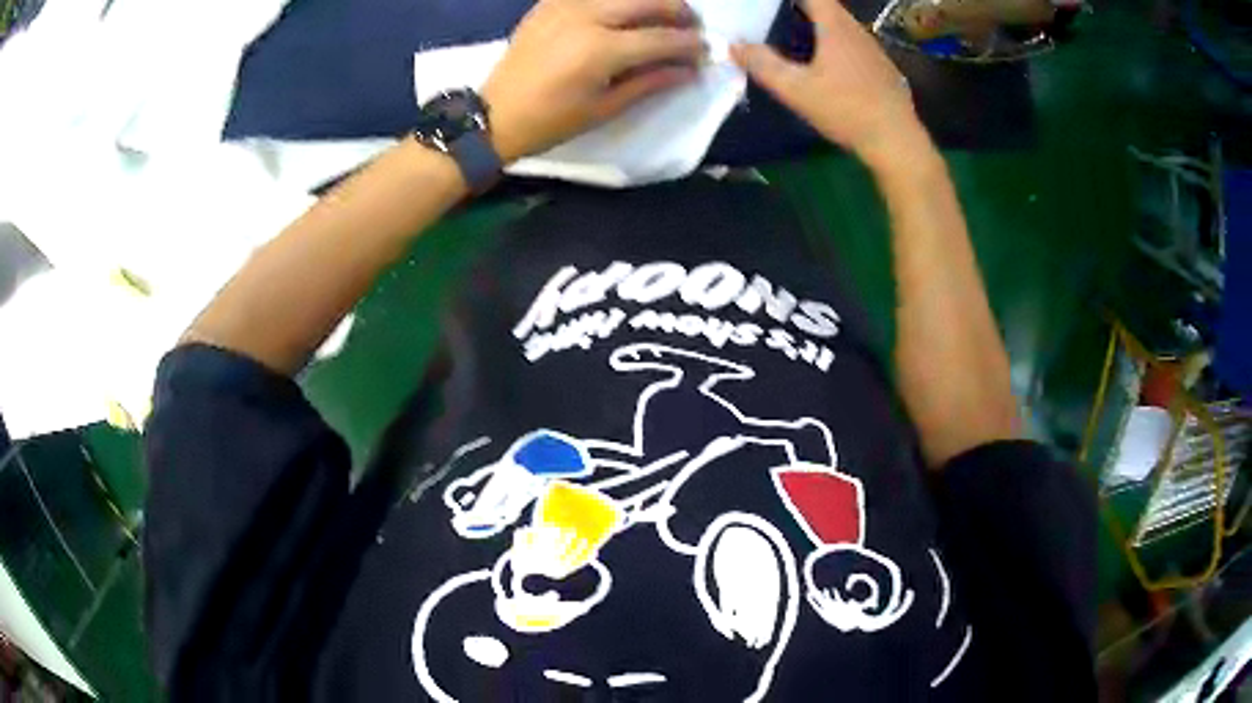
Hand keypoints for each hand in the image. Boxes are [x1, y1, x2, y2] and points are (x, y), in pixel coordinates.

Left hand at [483, 0, 706, 162]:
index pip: (661, 38)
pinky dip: (615, 0)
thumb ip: (650, 82)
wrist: (494, 115)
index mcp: (601, 49)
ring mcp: (565, 5)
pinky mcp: (549, 3)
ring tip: (662, 15)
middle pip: (647, 1)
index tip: (706, 50)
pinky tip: (623, 12)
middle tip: (691, 25)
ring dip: (649, 0)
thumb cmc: (551, 121)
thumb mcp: (604, 108)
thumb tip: (689, 70)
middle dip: (678, 10)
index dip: (689, 44)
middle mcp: (586, 16)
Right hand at [730, 0, 927, 169]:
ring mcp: (873, 49)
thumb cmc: (846, 110)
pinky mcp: (882, 69)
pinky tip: (826, 65)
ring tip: (794, 37)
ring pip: (841, 25)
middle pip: (827, 7)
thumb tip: (734, 46)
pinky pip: (853, 44)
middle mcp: (856, 30)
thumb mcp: (796, 90)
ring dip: (819, 25)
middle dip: (801, 8)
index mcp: (835, 26)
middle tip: (774, 18)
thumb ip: (763, 65)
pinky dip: (835, 43)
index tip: (768, 6)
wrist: (897, 142)